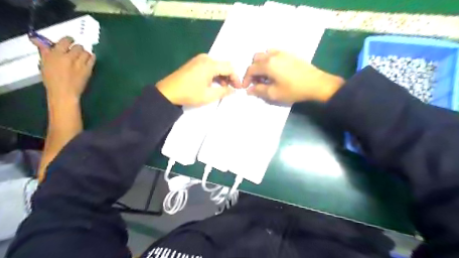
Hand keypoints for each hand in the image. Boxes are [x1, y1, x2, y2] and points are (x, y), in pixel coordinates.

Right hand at [32, 37, 95, 100]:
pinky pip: (92, 59)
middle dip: (77, 48)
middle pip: (78, 47)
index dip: (68, 40)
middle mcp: (69, 57)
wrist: (64, 92)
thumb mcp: (44, 64)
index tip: (69, 41)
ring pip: (86, 52)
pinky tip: (89, 59)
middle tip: (75, 51)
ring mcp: (80, 63)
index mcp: (56, 54)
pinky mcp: (88, 70)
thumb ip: (44, 51)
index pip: (65, 41)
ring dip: (84, 53)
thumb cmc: (52, 80)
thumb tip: (38, 40)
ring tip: (82, 56)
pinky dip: (91, 57)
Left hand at [156, 54, 240, 105]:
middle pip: (224, 65)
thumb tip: (234, 90)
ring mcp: (199, 59)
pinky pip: (209, 66)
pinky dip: (214, 74)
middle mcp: (206, 58)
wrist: (168, 92)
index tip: (238, 88)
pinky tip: (214, 83)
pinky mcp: (194, 62)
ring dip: (222, 76)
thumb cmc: (189, 94)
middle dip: (230, 77)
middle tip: (232, 88)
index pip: (230, 68)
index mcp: (210, 64)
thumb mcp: (209, 95)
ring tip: (224, 88)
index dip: (236, 78)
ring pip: (217, 66)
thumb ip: (224, 92)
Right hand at [240, 50, 343, 102]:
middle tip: (256, 82)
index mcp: (268, 65)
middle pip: (256, 59)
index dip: (246, 79)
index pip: (251, 69)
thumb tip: (248, 90)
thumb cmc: (293, 90)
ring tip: (265, 76)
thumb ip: (258, 90)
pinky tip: (275, 70)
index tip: (246, 87)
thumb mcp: (274, 94)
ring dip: (261, 64)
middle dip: (253, 70)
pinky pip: (274, 53)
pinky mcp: (289, 54)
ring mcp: (282, 53)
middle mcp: (273, 55)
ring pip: (265, 54)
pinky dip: (269, 60)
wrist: (316, 84)